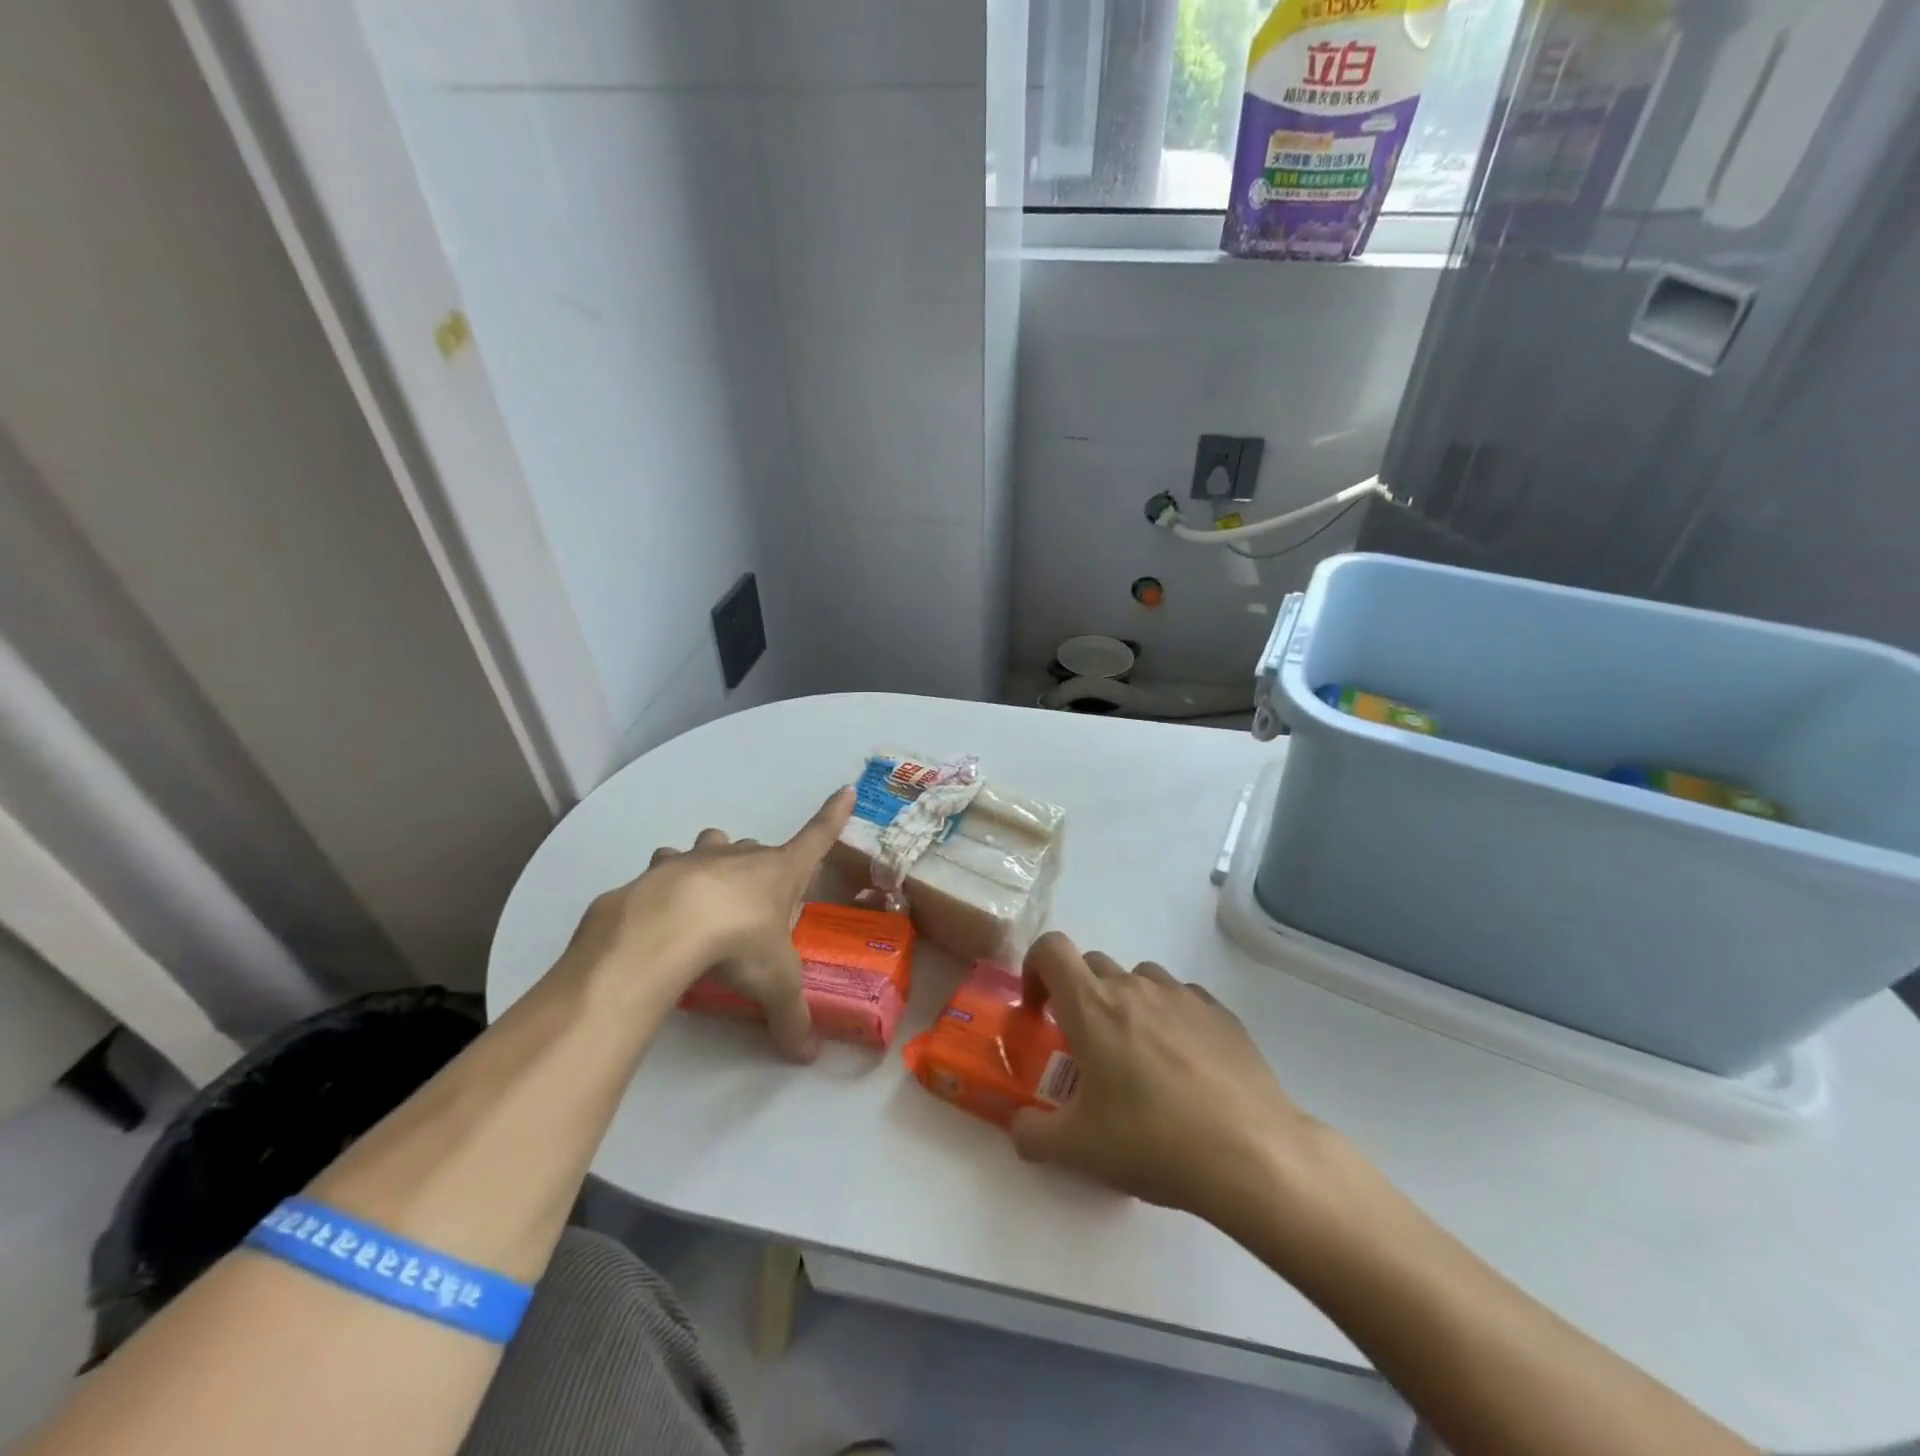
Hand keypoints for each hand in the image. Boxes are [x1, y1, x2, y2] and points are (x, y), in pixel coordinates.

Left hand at [564, 788, 854, 1059]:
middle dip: (759, 867)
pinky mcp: (658, 871)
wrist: (665, 930)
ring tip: (706, 897)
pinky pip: (667, 867)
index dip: (834, 815)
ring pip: (712, 845)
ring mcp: (698, 858)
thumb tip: (808, 1055)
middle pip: (757, 848)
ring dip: (713, 862)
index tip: (846, 789)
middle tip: (755, 905)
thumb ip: (792, 1018)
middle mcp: (742, 856)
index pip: (818, 837)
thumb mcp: (775, 984)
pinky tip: (662, 909)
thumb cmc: (739, 943)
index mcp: (781, 872)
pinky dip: (667, 882)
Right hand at [1009, 932, 1329, 1231]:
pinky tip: (1183, 1065)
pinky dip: (1169, 1017)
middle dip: (1078, 996)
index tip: (1039, 1011)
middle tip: (1086, 1048)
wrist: (1251, 1153)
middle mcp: (1134, 986)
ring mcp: (1181, 995)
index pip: (1051, 949)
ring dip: (1125, 1003)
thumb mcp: (1077, 1150)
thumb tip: (1018, 1126)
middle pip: (1092, 965)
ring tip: (1137, 1056)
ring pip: (1138, 979)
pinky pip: (1181, 998)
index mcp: (1092, 1005)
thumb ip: (1032, 1134)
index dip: (1035, 969)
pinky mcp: (1220, 1012)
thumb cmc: (1152, 1141)